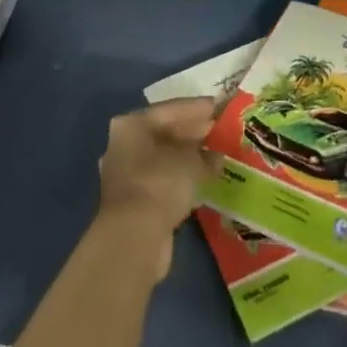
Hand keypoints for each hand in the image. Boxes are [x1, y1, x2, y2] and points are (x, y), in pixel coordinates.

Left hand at [94, 97, 216, 281]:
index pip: (170, 109)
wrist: (134, 239)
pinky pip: (164, 180)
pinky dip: (182, 177)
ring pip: (164, 158)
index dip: (198, 108)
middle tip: (221, 131)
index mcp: (132, 125)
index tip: (221, 107)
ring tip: (217, 154)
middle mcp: (125, 145)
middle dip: (194, 132)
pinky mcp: (135, 201)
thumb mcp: (190, 162)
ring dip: (189, 157)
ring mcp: (127, 174)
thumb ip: (206, 154)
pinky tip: (204, 179)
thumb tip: (217, 154)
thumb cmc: (160, 184)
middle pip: (165, 133)